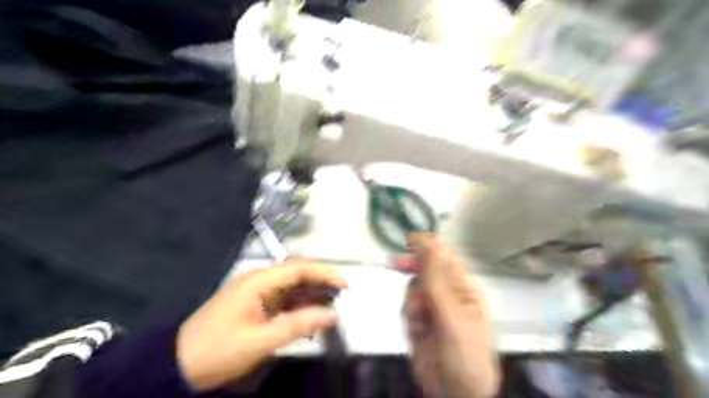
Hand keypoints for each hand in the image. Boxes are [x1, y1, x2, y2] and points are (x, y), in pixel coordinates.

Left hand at [176, 262, 345, 391]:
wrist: (179, 365)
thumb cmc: (219, 348)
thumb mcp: (261, 339)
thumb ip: (299, 324)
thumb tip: (332, 314)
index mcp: (260, 281)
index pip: (299, 269)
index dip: (325, 273)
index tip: (345, 284)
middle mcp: (260, 281)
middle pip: (298, 275)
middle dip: (321, 283)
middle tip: (343, 296)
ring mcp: (257, 294)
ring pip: (292, 289)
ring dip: (312, 297)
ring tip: (332, 307)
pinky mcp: (256, 306)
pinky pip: (284, 302)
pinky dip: (299, 308)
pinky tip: (311, 319)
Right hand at [405, 233, 496, 397]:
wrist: (455, 394)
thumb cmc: (465, 356)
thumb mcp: (451, 315)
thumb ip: (437, 279)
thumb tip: (432, 242)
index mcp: (463, 287)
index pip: (444, 255)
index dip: (426, 244)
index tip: (408, 239)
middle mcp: (448, 293)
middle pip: (425, 269)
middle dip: (412, 270)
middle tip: (396, 263)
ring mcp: (433, 307)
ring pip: (413, 289)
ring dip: (412, 304)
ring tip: (420, 323)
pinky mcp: (420, 321)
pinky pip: (407, 308)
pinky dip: (409, 319)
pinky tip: (418, 333)